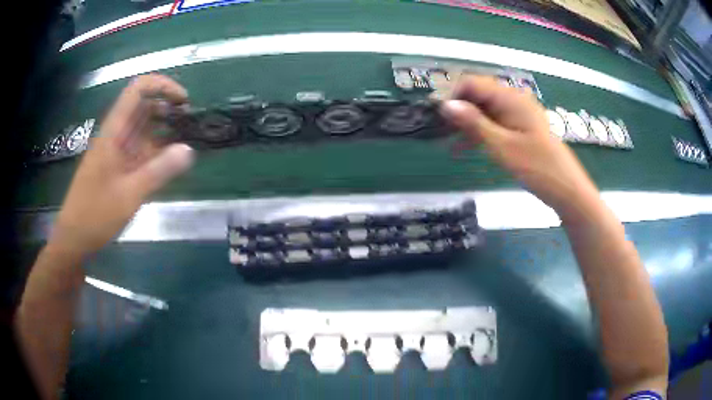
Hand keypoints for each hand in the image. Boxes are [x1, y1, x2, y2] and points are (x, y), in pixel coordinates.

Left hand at [49, 74, 193, 257]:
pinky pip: (141, 151)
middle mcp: (116, 135)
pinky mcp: (119, 167)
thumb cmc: (95, 214)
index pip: (138, 90)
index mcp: (114, 131)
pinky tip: (171, 163)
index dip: (162, 86)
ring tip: (186, 142)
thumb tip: (189, 150)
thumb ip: (159, 171)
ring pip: (144, 129)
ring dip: (165, 130)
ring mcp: (118, 151)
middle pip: (144, 107)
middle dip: (168, 109)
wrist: (75, 237)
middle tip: (190, 125)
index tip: (183, 101)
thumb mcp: (129, 195)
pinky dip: (157, 152)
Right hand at [440, 76, 598, 215]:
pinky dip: (479, 133)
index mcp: (511, 98)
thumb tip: (446, 106)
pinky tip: (463, 148)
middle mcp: (513, 100)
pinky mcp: (519, 128)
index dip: (452, 95)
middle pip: (477, 95)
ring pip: (484, 111)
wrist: (566, 189)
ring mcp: (517, 114)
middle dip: (457, 110)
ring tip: (445, 140)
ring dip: (465, 123)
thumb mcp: (502, 146)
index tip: (435, 114)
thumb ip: (474, 123)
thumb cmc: (537, 167)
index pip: (473, 83)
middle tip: (437, 129)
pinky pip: (494, 124)